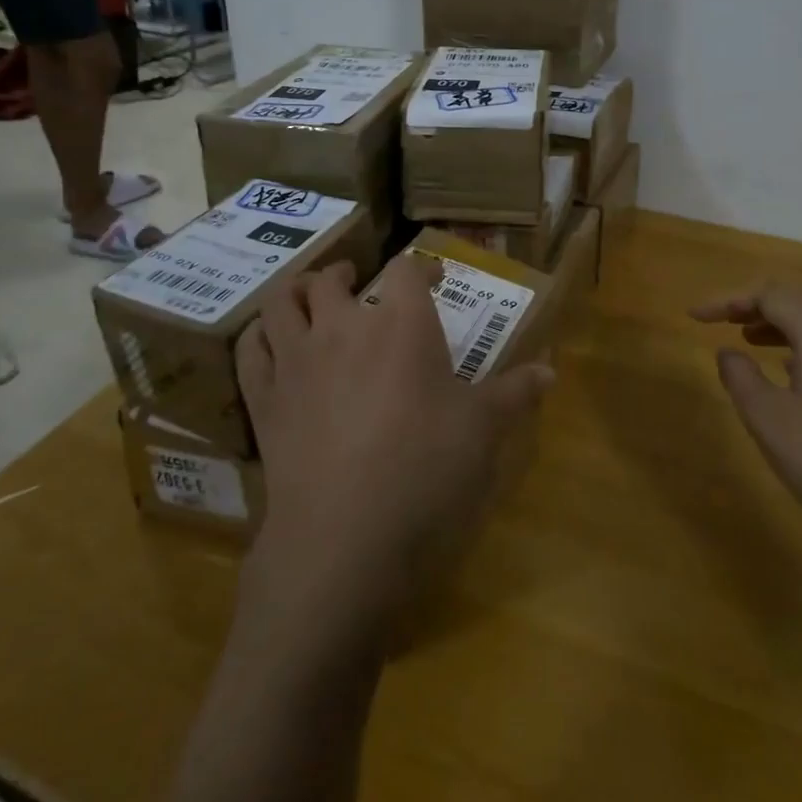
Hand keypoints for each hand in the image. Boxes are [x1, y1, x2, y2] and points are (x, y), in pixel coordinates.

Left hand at [236, 258, 553, 629]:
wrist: (344, 534)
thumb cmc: (424, 470)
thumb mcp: (482, 431)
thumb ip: (515, 393)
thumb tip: (550, 370)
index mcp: (401, 325)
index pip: (407, 270)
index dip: (420, 267)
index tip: (433, 278)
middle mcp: (343, 327)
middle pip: (333, 278)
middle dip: (347, 273)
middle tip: (358, 281)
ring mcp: (296, 360)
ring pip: (283, 301)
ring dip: (297, 290)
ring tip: (310, 295)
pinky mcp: (264, 399)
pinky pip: (250, 349)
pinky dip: (259, 334)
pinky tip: (269, 339)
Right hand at [691, 282, 801, 549]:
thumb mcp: (767, 418)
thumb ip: (740, 375)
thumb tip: (728, 352)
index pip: (769, 295)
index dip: (727, 300)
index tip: (695, 317)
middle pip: (797, 298)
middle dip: (754, 303)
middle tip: (719, 320)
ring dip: (778, 321)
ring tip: (744, 338)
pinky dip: (801, 342)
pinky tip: (786, 368)